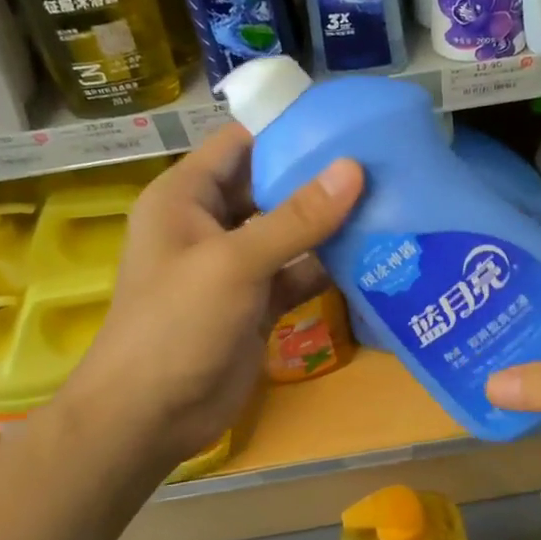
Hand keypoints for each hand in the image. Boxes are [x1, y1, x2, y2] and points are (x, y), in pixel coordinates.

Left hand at [63, 125, 362, 470]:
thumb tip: (353, 169)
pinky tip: (373, 257)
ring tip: (390, 202)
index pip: (240, 144)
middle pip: (270, 187)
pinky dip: (327, 268)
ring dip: (331, 224)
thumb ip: (296, 218)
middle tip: (383, 163)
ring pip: (289, 233)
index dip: (288, 130)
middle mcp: (210, 224)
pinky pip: (297, 274)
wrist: (150, 417)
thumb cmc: (176, 324)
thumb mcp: (234, 263)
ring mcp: (235, 267)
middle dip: (320, 177)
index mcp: (186, 197)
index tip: (347, 122)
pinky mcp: (256, 304)